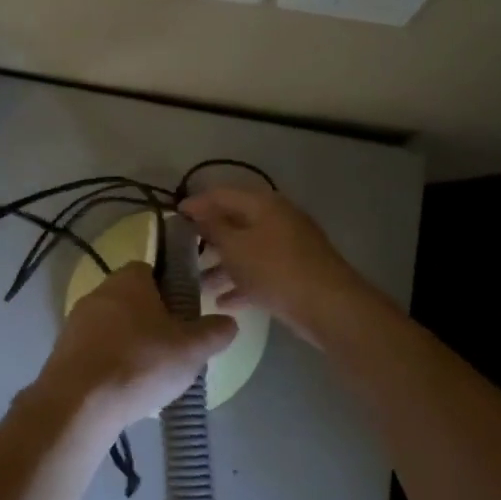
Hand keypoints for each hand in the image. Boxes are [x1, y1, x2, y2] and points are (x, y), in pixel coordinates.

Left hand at [30, 263, 237, 432]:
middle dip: (153, 322)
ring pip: (114, 327)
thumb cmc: (140, 363)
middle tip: (174, 350)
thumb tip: (229, 323)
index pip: (153, 271)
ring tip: (152, 377)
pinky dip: (111, 366)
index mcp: (129, 278)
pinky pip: (96, 352)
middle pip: (133, 300)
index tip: (186, 316)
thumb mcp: (192, 349)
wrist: (79, 403)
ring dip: (131, 346)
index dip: (172, 291)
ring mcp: (76, 322)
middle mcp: (99, 291)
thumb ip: (214, 332)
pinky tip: (125, 391)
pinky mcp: (63, 352)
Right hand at [179, 187, 372, 343]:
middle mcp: (276, 218)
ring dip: (222, 265)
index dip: (196, 203)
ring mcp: (288, 245)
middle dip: (208, 237)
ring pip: (247, 249)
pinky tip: (222, 302)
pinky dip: (242, 282)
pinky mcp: (295, 271)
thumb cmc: (274, 269)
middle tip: (182, 251)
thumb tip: (197, 211)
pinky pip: (261, 271)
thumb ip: (213, 227)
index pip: (222, 194)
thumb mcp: (235, 247)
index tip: (173, 215)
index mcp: (263, 203)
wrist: (327, 305)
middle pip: (235, 222)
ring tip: (198, 283)